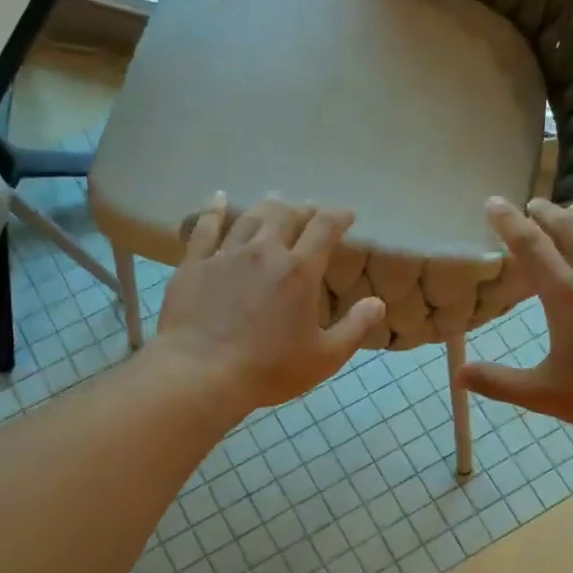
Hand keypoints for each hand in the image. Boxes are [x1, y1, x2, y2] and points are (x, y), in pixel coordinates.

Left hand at [152, 195, 384, 412]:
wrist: (201, 373)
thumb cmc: (268, 369)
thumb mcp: (324, 358)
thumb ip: (354, 328)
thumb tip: (378, 303)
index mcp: (299, 271)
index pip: (324, 228)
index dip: (338, 217)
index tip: (347, 215)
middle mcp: (264, 252)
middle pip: (285, 215)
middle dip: (302, 210)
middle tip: (307, 212)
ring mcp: (226, 255)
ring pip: (249, 218)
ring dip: (266, 208)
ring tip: (273, 203)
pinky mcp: (194, 264)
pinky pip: (205, 227)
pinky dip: (214, 210)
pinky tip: (219, 198)